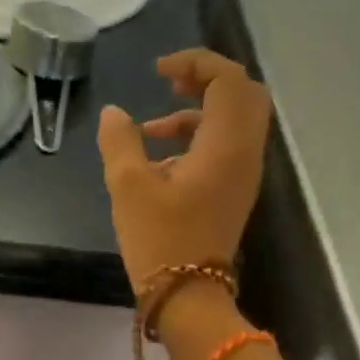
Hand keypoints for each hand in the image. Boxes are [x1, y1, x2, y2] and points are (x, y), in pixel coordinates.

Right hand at [97, 49, 271, 291]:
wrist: (188, 297)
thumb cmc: (160, 239)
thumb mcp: (128, 186)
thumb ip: (120, 141)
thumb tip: (114, 114)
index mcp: (225, 145)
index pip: (229, 80)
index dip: (196, 62)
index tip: (157, 71)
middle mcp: (245, 153)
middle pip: (243, 94)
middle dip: (207, 79)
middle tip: (169, 83)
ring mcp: (243, 174)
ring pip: (236, 120)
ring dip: (199, 110)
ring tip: (153, 127)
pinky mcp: (234, 191)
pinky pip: (227, 145)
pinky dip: (199, 136)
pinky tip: (160, 157)